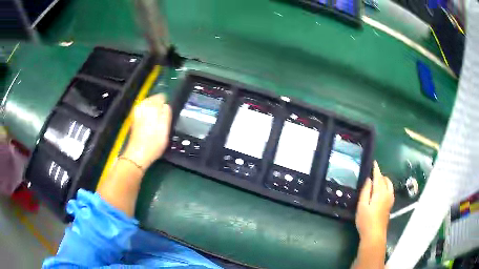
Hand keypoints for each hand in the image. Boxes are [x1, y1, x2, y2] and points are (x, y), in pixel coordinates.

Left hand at [122, 94, 171, 168]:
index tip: (169, 109)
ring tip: (159, 118)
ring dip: (153, 109)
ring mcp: (136, 114)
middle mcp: (142, 107)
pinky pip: (143, 111)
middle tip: (164, 114)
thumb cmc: (154, 142)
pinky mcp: (134, 121)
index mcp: (151, 107)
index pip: (161, 97)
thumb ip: (166, 113)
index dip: (166, 102)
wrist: (138, 155)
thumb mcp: (165, 128)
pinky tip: (151, 121)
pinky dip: (148, 114)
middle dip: (158, 104)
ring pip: (147, 105)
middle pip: (152, 100)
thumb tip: (166, 105)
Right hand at [356, 161, 394, 244]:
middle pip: (385, 180)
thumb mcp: (362, 205)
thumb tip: (368, 179)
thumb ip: (366, 191)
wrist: (374, 234)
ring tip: (377, 181)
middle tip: (372, 174)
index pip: (378, 177)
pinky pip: (390, 190)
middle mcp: (387, 194)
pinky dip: (387, 186)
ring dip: (384, 180)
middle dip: (380, 175)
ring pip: (389, 185)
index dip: (376, 169)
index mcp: (380, 192)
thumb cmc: (366, 220)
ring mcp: (390, 199)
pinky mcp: (390, 205)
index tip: (374, 162)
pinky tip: (382, 191)